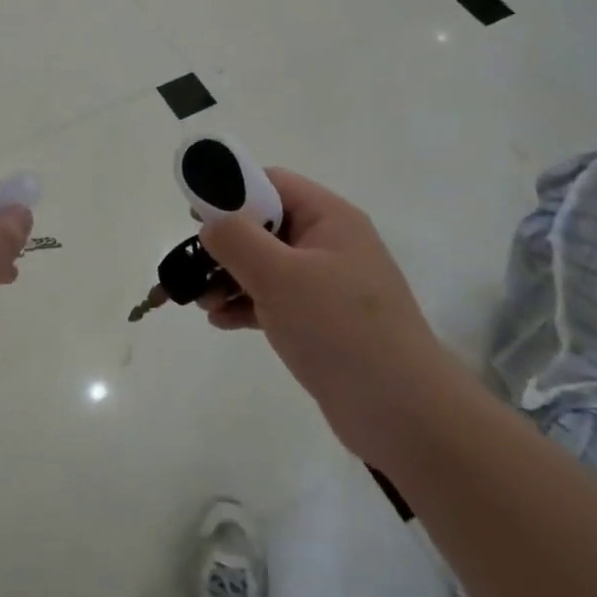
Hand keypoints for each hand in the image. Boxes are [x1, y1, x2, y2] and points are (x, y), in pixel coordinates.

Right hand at [198, 169, 441, 448]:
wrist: (403, 413)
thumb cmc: (339, 329)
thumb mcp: (279, 276)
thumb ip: (237, 239)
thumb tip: (211, 224)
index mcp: (330, 219)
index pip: (273, 183)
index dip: (231, 191)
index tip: (196, 215)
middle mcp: (330, 244)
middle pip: (266, 225)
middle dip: (226, 243)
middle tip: (193, 266)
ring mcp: (328, 286)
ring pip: (267, 266)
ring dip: (229, 277)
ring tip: (201, 302)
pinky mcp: (323, 323)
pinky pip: (275, 300)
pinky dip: (246, 305)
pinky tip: (220, 322)